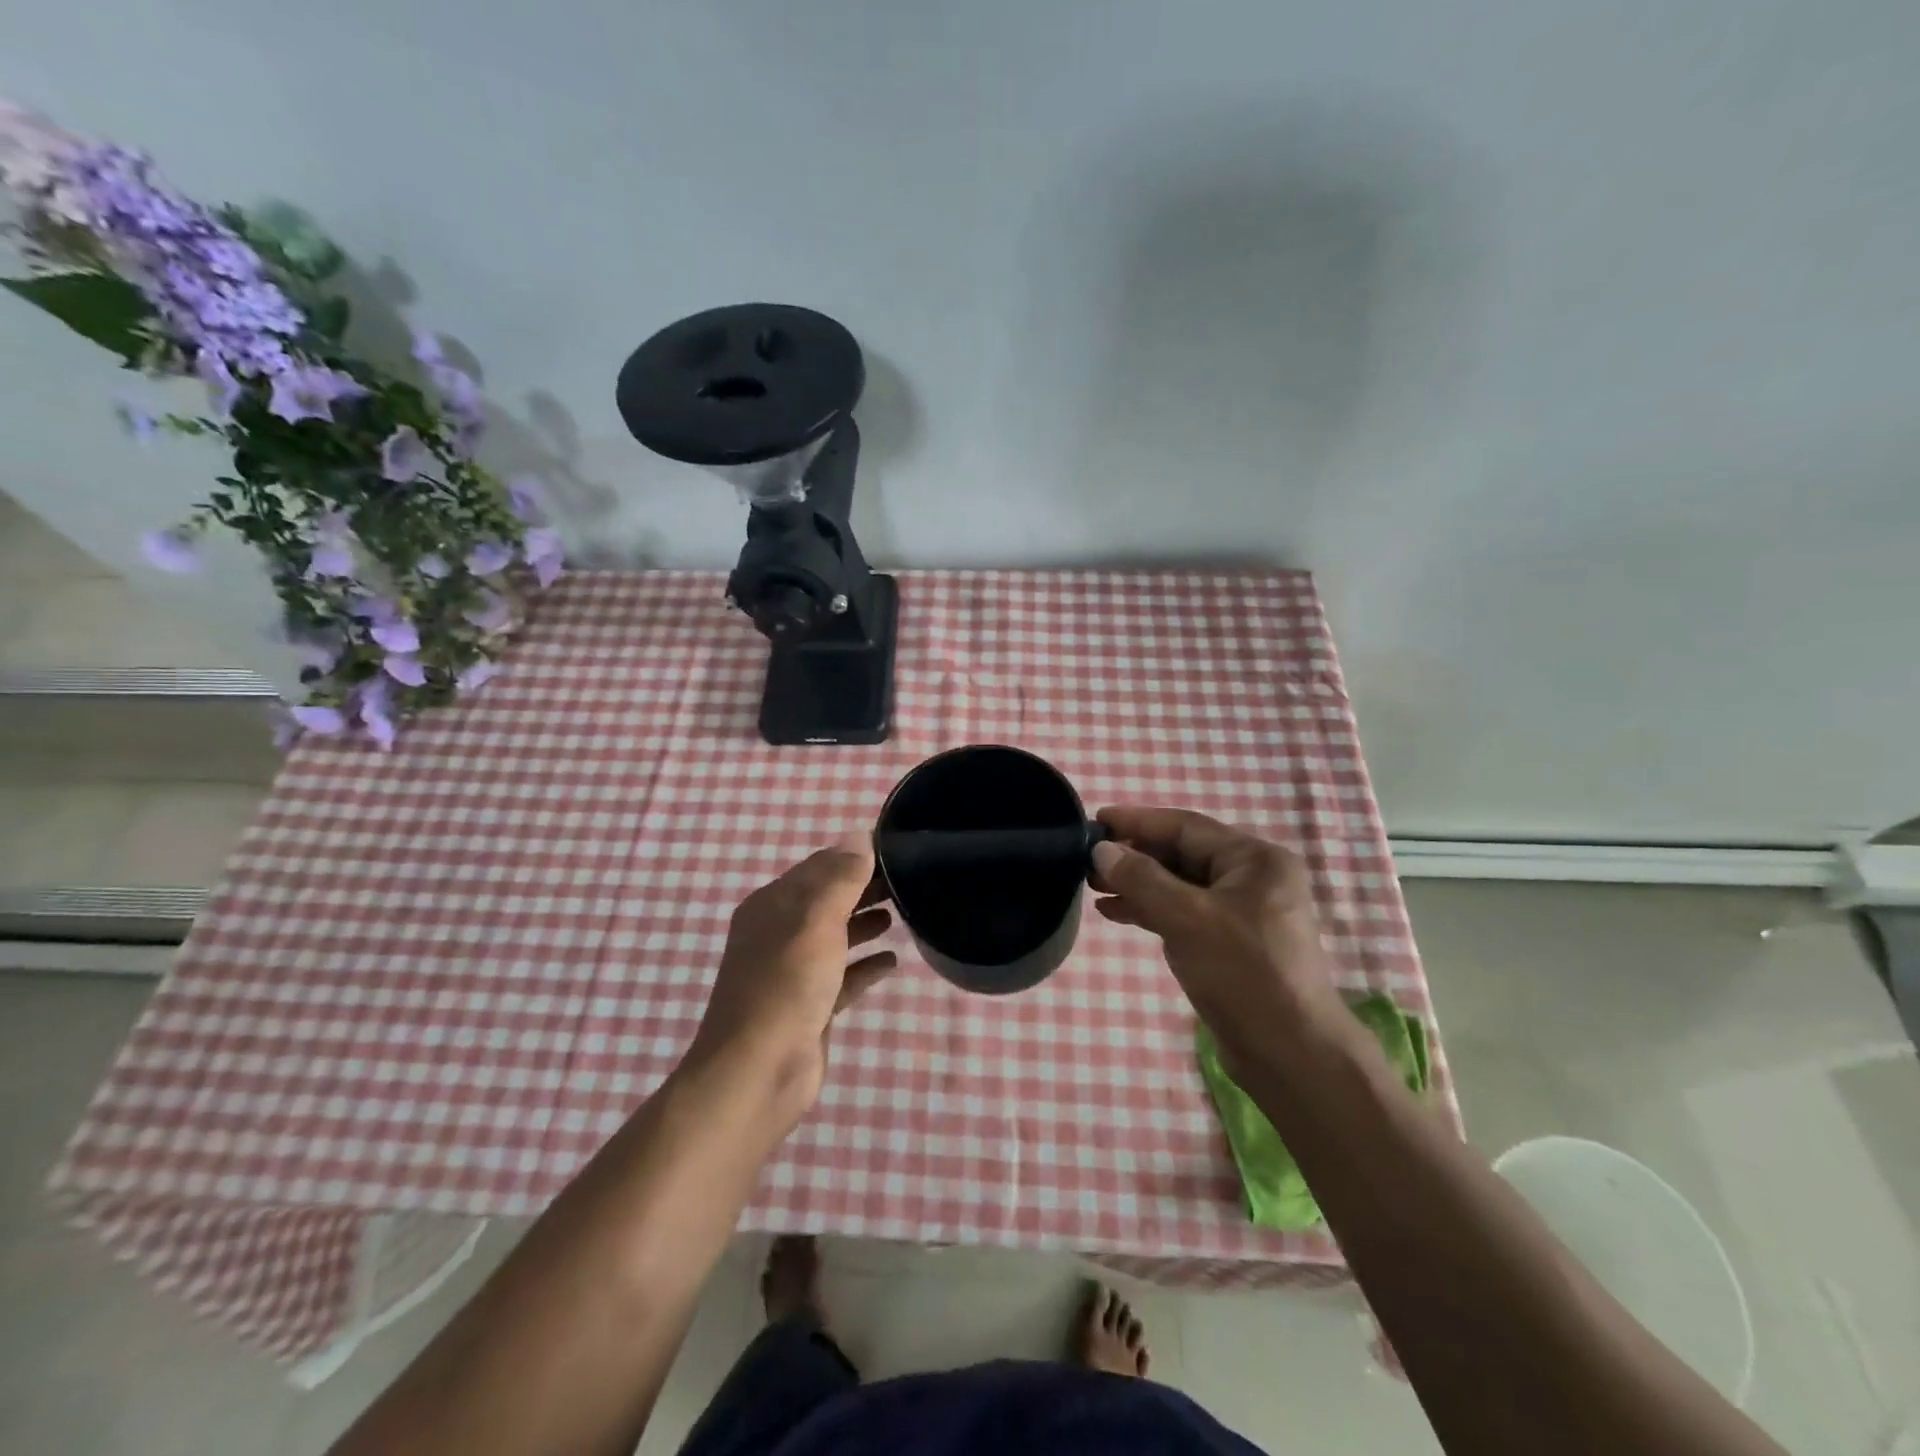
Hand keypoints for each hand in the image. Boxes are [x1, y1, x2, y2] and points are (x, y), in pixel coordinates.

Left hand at [690, 832, 896, 1124]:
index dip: (855, 855)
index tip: (897, 849)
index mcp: (773, 905)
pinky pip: (842, 976)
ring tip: (903, 913)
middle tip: (910, 880)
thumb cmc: (786, 985)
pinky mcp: (809, 1006)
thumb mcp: (815, 921)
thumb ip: (840, 878)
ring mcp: (793, 972)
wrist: (758, 1073)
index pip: (819, 866)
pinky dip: (865, 965)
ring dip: (865, 922)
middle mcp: (779, 933)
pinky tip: (892, 962)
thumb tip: (859, 836)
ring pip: (835, 936)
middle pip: (828, 899)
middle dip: (865, 887)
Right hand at [1091, 806, 1342, 1073]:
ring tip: (1093, 886)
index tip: (1095, 820)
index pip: (1186, 827)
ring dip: (1138, 884)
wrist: (1290, 1054)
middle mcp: (1253, 878)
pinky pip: (1184, 912)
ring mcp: (1243, 912)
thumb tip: (1101, 850)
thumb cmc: (1243, 973)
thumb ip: (1141, 879)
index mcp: (1255, 859)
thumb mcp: (1187, 918)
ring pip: (1180, 885)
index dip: (1137, 821)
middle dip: (1135, 855)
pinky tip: (1116, 913)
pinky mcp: (1231, 943)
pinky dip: (1152, 910)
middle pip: (1182, 854)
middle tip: (1088, 859)